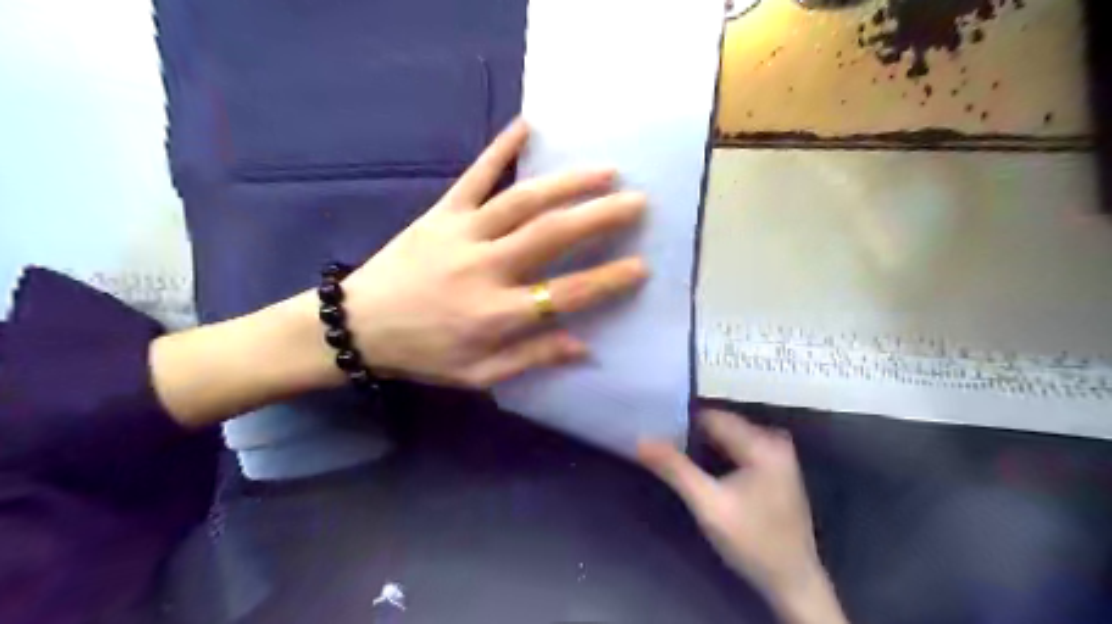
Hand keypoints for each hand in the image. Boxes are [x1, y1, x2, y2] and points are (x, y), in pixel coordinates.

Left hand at [151, 120, 649, 425]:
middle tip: (638, 201)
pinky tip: (526, 124)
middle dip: (600, 217)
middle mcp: (485, 268)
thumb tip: (583, 347)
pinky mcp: (440, 213)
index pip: (564, 295)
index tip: (641, 266)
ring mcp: (461, 233)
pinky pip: (475, 176)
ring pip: (522, 201)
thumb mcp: (478, 375)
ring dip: (567, 184)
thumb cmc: (423, 354)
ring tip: (605, 171)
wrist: (357, 325)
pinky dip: (500, 149)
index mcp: (495, 314)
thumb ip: (531, 358)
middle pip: (551, 236)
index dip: (607, 280)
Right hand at [640, 413, 848, 620]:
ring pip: (728, 437)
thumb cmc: (751, 541)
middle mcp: (773, 441)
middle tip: (659, 442)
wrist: (793, 582)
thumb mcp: (708, 505)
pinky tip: (699, 466)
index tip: (654, 428)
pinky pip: (738, 448)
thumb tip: (641, 440)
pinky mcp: (775, 469)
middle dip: (691, 432)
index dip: (681, 421)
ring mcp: (777, 455)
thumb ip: (674, 469)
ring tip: (672, 451)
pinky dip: (717, 453)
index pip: (712, 416)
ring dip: (702, 443)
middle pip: (721, 425)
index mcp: (762, 443)